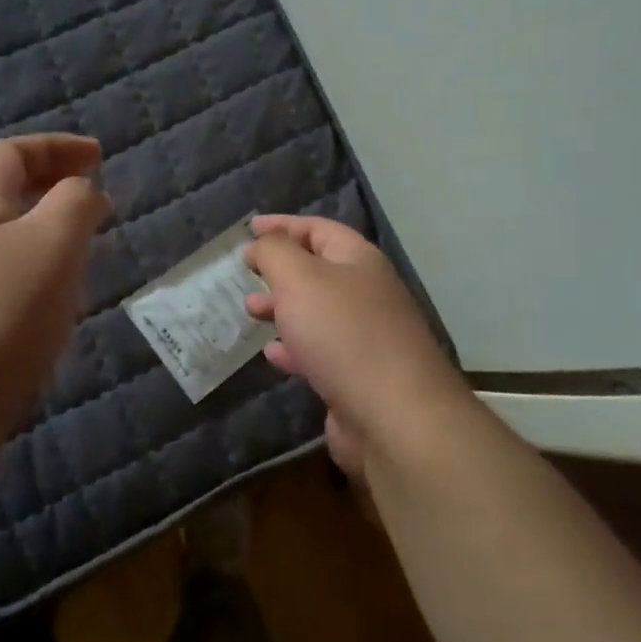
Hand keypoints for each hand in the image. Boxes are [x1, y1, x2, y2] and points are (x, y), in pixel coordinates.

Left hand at [0, 134, 109, 461]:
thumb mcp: (50, 247)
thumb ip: (74, 205)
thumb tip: (81, 190)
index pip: (11, 153)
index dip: (57, 147)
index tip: (101, 157)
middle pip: (0, 197)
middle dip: (51, 192)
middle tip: (96, 209)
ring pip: (1, 246)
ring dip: (44, 242)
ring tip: (84, 262)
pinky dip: (32, 285)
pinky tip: (51, 319)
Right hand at [242, 215, 467, 478]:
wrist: (393, 416)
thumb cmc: (343, 334)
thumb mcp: (299, 279)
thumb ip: (275, 253)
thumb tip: (261, 244)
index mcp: (360, 261)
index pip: (319, 229)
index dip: (283, 225)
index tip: (249, 229)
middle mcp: (368, 293)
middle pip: (319, 270)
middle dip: (280, 269)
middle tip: (246, 274)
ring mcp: (366, 337)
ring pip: (317, 312)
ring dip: (283, 308)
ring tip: (251, 311)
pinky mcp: (359, 377)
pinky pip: (320, 352)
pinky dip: (294, 348)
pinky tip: (273, 354)